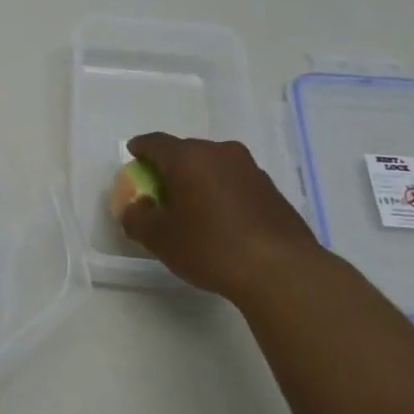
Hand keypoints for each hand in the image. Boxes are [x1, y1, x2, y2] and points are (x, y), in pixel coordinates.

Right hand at [120, 134, 322, 300]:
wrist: (281, 270)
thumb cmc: (210, 246)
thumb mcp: (159, 238)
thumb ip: (136, 217)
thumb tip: (135, 207)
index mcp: (188, 157)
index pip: (156, 143)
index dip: (140, 148)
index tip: (132, 155)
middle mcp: (220, 153)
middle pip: (186, 152)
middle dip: (169, 167)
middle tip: (158, 188)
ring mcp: (250, 169)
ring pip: (213, 166)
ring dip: (198, 180)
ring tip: (190, 206)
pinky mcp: (271, 190)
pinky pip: (234, 183)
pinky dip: (221, 193)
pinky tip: (220, 219)